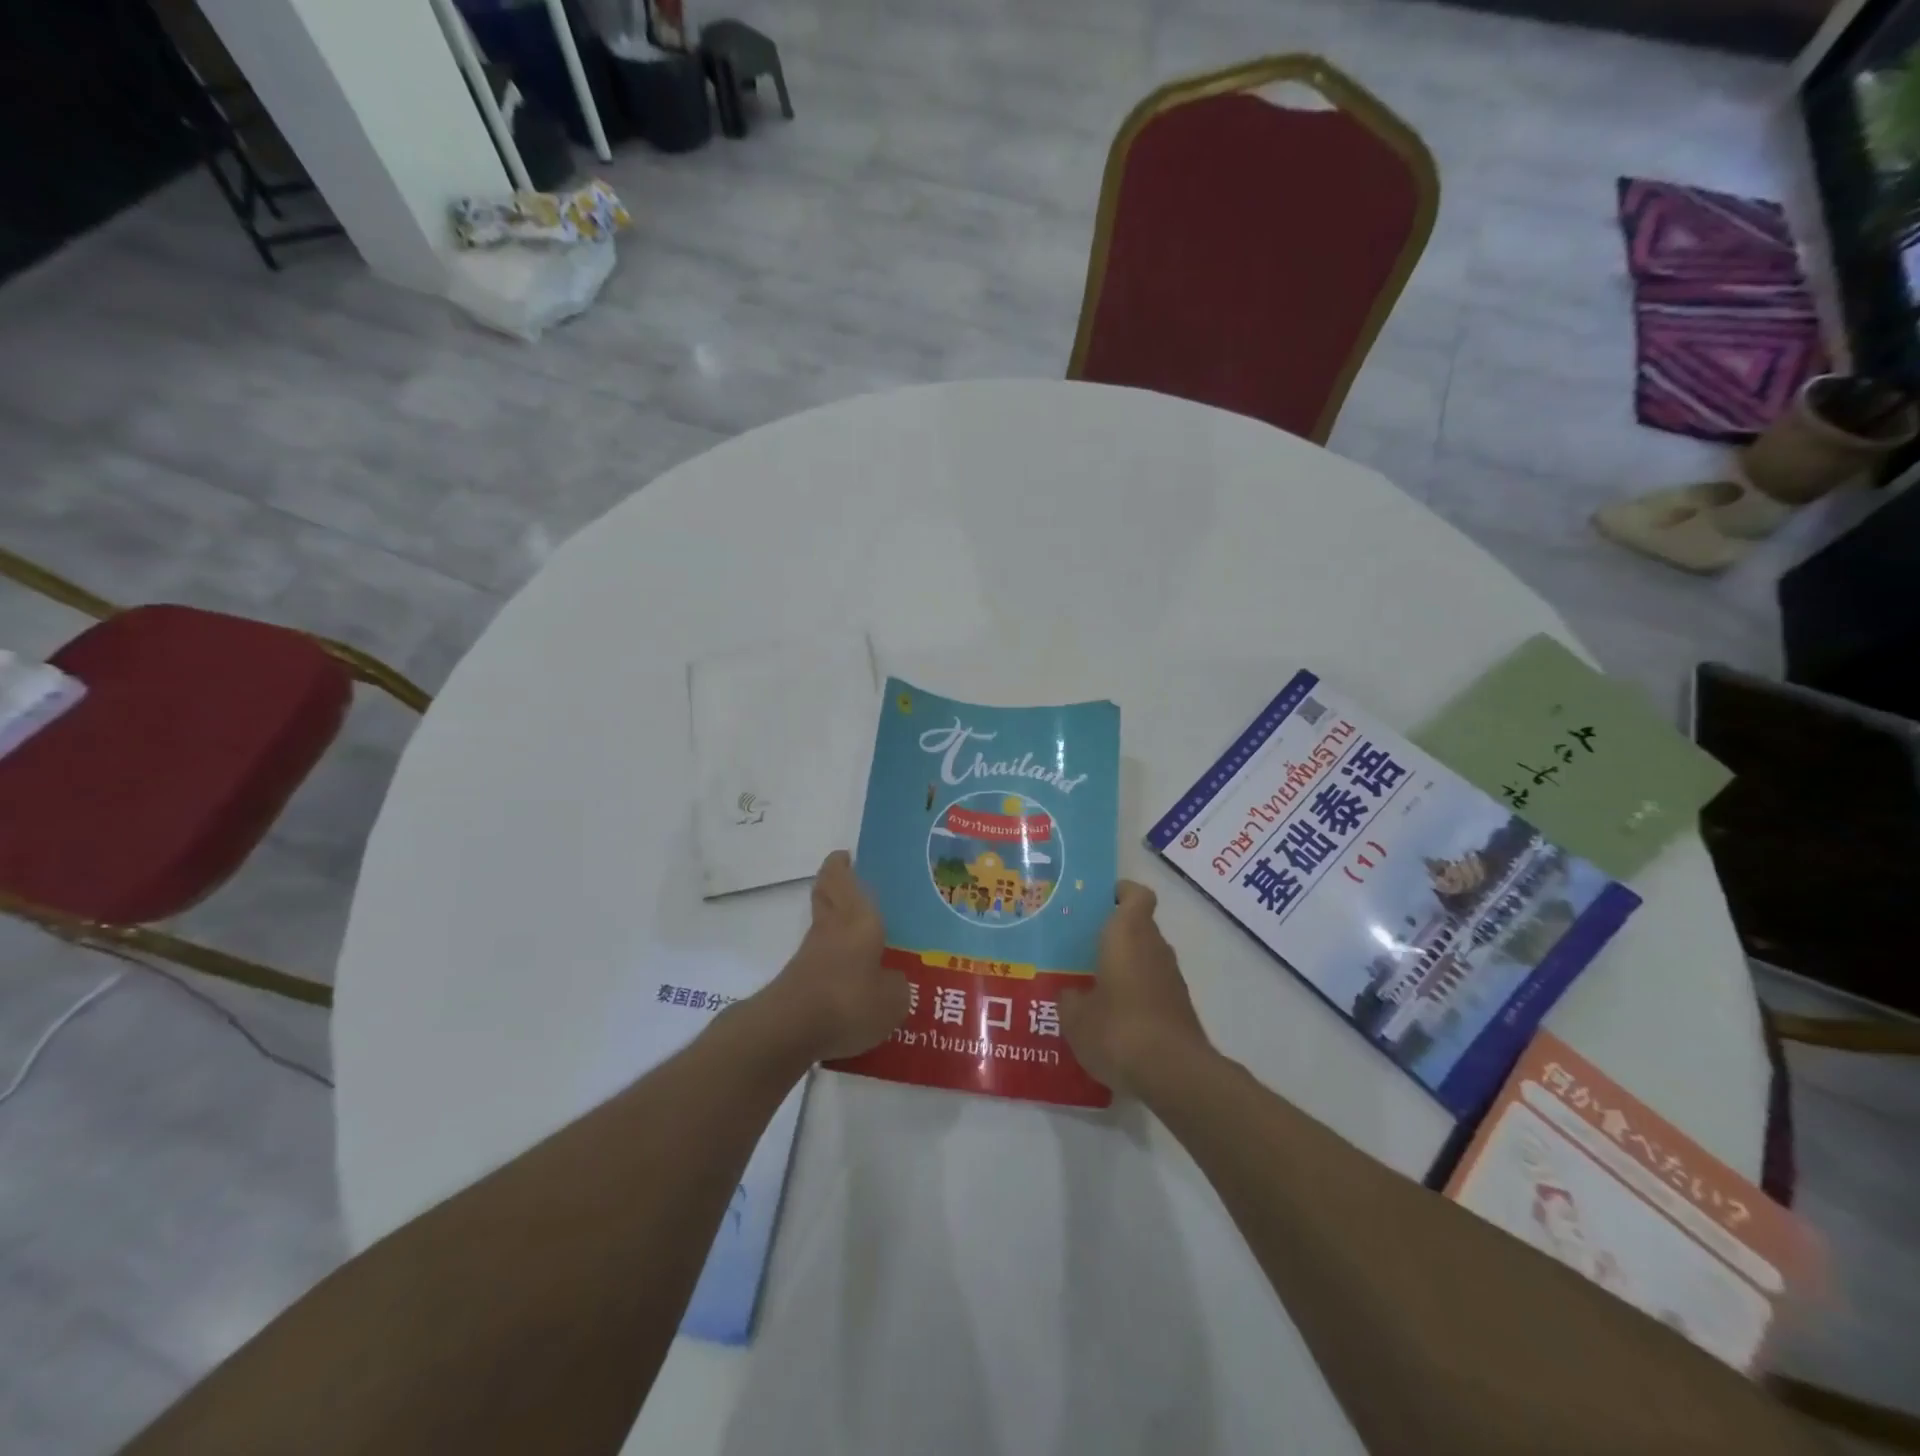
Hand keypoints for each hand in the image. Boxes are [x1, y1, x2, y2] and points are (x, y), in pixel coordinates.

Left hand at [752, 850, 908, 1063]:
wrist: (790, 1029)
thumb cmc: (849, 1000)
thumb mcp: (892, 1000)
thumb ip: (897, 986)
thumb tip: (893, 981)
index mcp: (857, 918)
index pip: (841, 878)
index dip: (841, 865)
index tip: (846, 856)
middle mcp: (831, 928)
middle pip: (825, 895)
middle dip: (834, 885)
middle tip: (851, 883)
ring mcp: (810, 954)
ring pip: (822, 926)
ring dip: (835, 924)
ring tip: (862, 936)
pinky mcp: (799, 981)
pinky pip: (820, 959)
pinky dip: (832, 959)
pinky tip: (851, 977)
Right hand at [1058, 880, 1211, 1096]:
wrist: (1174, 1073)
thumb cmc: (1118, 1029)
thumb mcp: (1076, 1017)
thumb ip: (1069, 998)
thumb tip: (1071, 994)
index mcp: (1128, 933)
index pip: (1135, 894)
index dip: (1120, 893)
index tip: (1098, 902)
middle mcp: (1154, 946)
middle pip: (1138, 926)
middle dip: (1113, 934)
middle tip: (1080, 947)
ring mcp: (1172, 978)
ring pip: (1146, 957)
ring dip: (1125, 966)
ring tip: (1091, 986)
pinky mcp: (1180, 1007)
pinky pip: (1153, 987)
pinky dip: (1137, 994)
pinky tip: (1113, 1019)